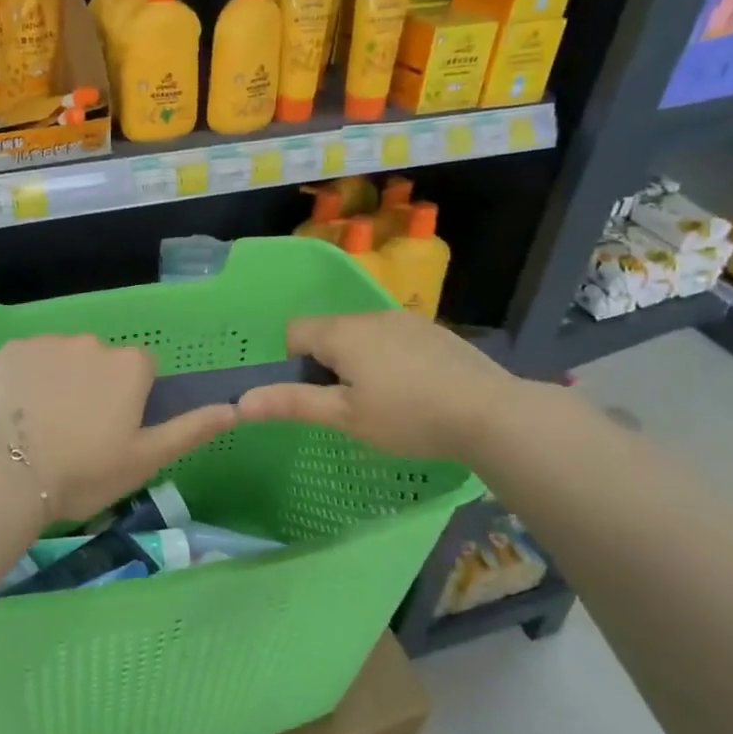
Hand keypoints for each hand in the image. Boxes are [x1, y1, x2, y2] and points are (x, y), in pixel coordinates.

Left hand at [0, 335, 236, 524]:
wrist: (6, 475)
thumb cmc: (85, 472)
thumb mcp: (146, 459)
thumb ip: (191, 429)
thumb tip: (235, 408)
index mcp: (130, 366)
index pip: (141, 371)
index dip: (130, 401)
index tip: (113, 432)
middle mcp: (92, 342)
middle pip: (101, 362)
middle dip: (94, 388)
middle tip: (75, 434)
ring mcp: (47, 342)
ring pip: (63, 359)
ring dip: (59, 381)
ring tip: (41, 426)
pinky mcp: (9, 349)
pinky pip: (27, 360)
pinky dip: (26, 379)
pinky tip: (14, 413)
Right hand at [236, 311, 518, 460]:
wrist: (492, 413)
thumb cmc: (408, 417)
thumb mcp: (345, 417)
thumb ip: (292, 405)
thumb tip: (240, 403)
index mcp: (344, 333)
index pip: (295, 331)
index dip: (292, 362)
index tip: (315, 395)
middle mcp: (372, 316)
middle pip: (329, 331)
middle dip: (327, 363)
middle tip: (346, 405)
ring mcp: (407, 320)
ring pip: (363, 334)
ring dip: (359, 360)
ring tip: (383, 400)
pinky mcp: (435, 332)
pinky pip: (394, 338)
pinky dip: (390, 359)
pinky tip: (414, 391)